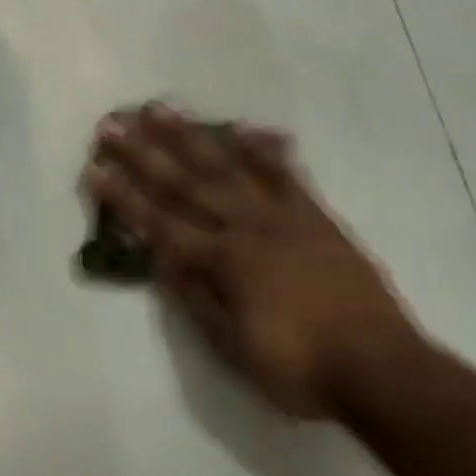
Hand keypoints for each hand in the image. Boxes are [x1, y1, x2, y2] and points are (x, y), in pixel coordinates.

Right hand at [86, 104, 415, 417]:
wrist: (381, 366)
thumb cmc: (300, 367)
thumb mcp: (235, 349)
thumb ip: (196, 299)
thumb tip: (160, 259)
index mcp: (223, 261)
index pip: (159, 222)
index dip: (124, 196)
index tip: (95, 168)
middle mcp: (245, 227)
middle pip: (184, 183)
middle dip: (143, 153)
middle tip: (112, 123)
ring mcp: (282, 215)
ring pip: (226, 166)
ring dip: (189, 135)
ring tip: (160, 108)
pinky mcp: (314, 214)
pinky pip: (284, 173)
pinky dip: (262, 148)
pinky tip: (243, 126)